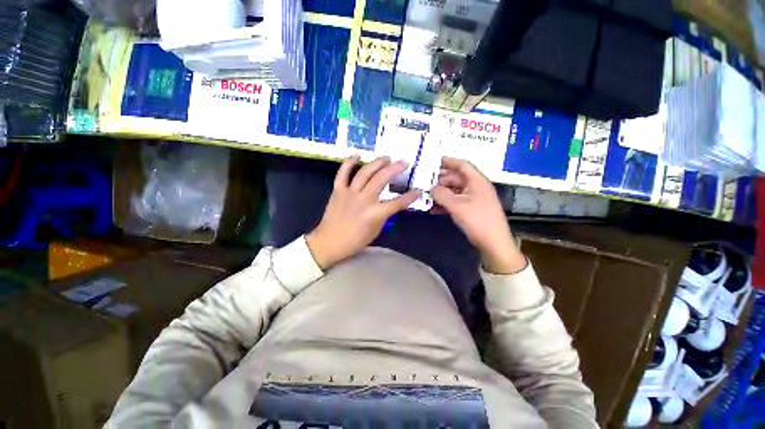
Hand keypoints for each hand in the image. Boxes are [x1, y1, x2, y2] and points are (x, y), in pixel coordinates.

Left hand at [306, 156, 418, 268]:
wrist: (330, 241)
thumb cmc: (355, 240)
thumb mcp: (375, 230)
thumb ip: (383, 215)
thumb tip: (389, 205)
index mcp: (375, 213)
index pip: (397, 202)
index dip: (410, 197)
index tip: (417, 191)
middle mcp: (364, 199)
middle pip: (382, 180)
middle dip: (395, 169)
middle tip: (403, 162)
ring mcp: (350, 192)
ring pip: (365, 172)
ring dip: (377, 163)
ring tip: (386, 158)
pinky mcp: (338, 190)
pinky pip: (343, 173)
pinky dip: (348, 163)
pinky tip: (356, 155)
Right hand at [431, 157, 526, 273]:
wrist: (493, 242)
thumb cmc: (477, 220)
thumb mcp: (457, 206)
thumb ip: (441, 194)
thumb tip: (430, 188)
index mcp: (477, 181)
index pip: (462, 165)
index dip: (449, 161)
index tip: (434, 160)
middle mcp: (476, 187)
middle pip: (457, 178)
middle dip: (441, 179)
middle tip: (425, 181)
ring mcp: (474, 199)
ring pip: (455, 190)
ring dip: (441, 192)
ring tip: (426, 194)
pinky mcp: (471, 209)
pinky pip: (456, 201)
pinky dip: (445, 203)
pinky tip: (433, 208)